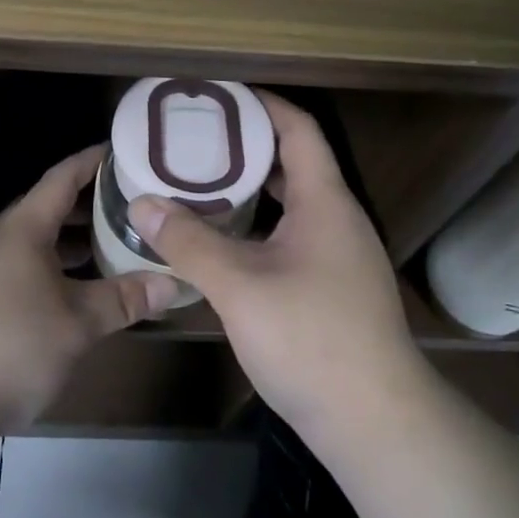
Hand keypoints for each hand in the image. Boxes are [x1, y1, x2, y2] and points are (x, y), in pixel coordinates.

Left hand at [0, 145, 180, 438]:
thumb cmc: (11, 346)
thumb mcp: (78, 323)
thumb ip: (124, 299)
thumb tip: (173, 282)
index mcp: (24, 229)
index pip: (62, 177)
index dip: (93, 161)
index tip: (124, 151)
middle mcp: (2, 241)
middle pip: (50, 207)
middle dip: (91, 202)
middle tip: (133, 203)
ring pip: (39, 242)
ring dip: (74, 240)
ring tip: (115, 244)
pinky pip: (27, 268)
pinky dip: (58, 268)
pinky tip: (79, 291)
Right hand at [129, 94, 427, 446]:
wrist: (376, 422)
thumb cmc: (310, 339)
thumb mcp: (239, 286)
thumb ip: (189, 241)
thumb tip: (142, 203)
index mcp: (324, 201)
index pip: (297, 129)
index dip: (262, 104)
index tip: (219, 94)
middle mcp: (337, 218)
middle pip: (293, 162)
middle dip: (246, 146)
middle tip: (195, 140)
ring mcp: (339, 255)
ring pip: (292, 203)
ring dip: (251, 189)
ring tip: (200, 183)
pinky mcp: (333, 287)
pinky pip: (292, 235)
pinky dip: (259, 226)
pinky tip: (223, 241)